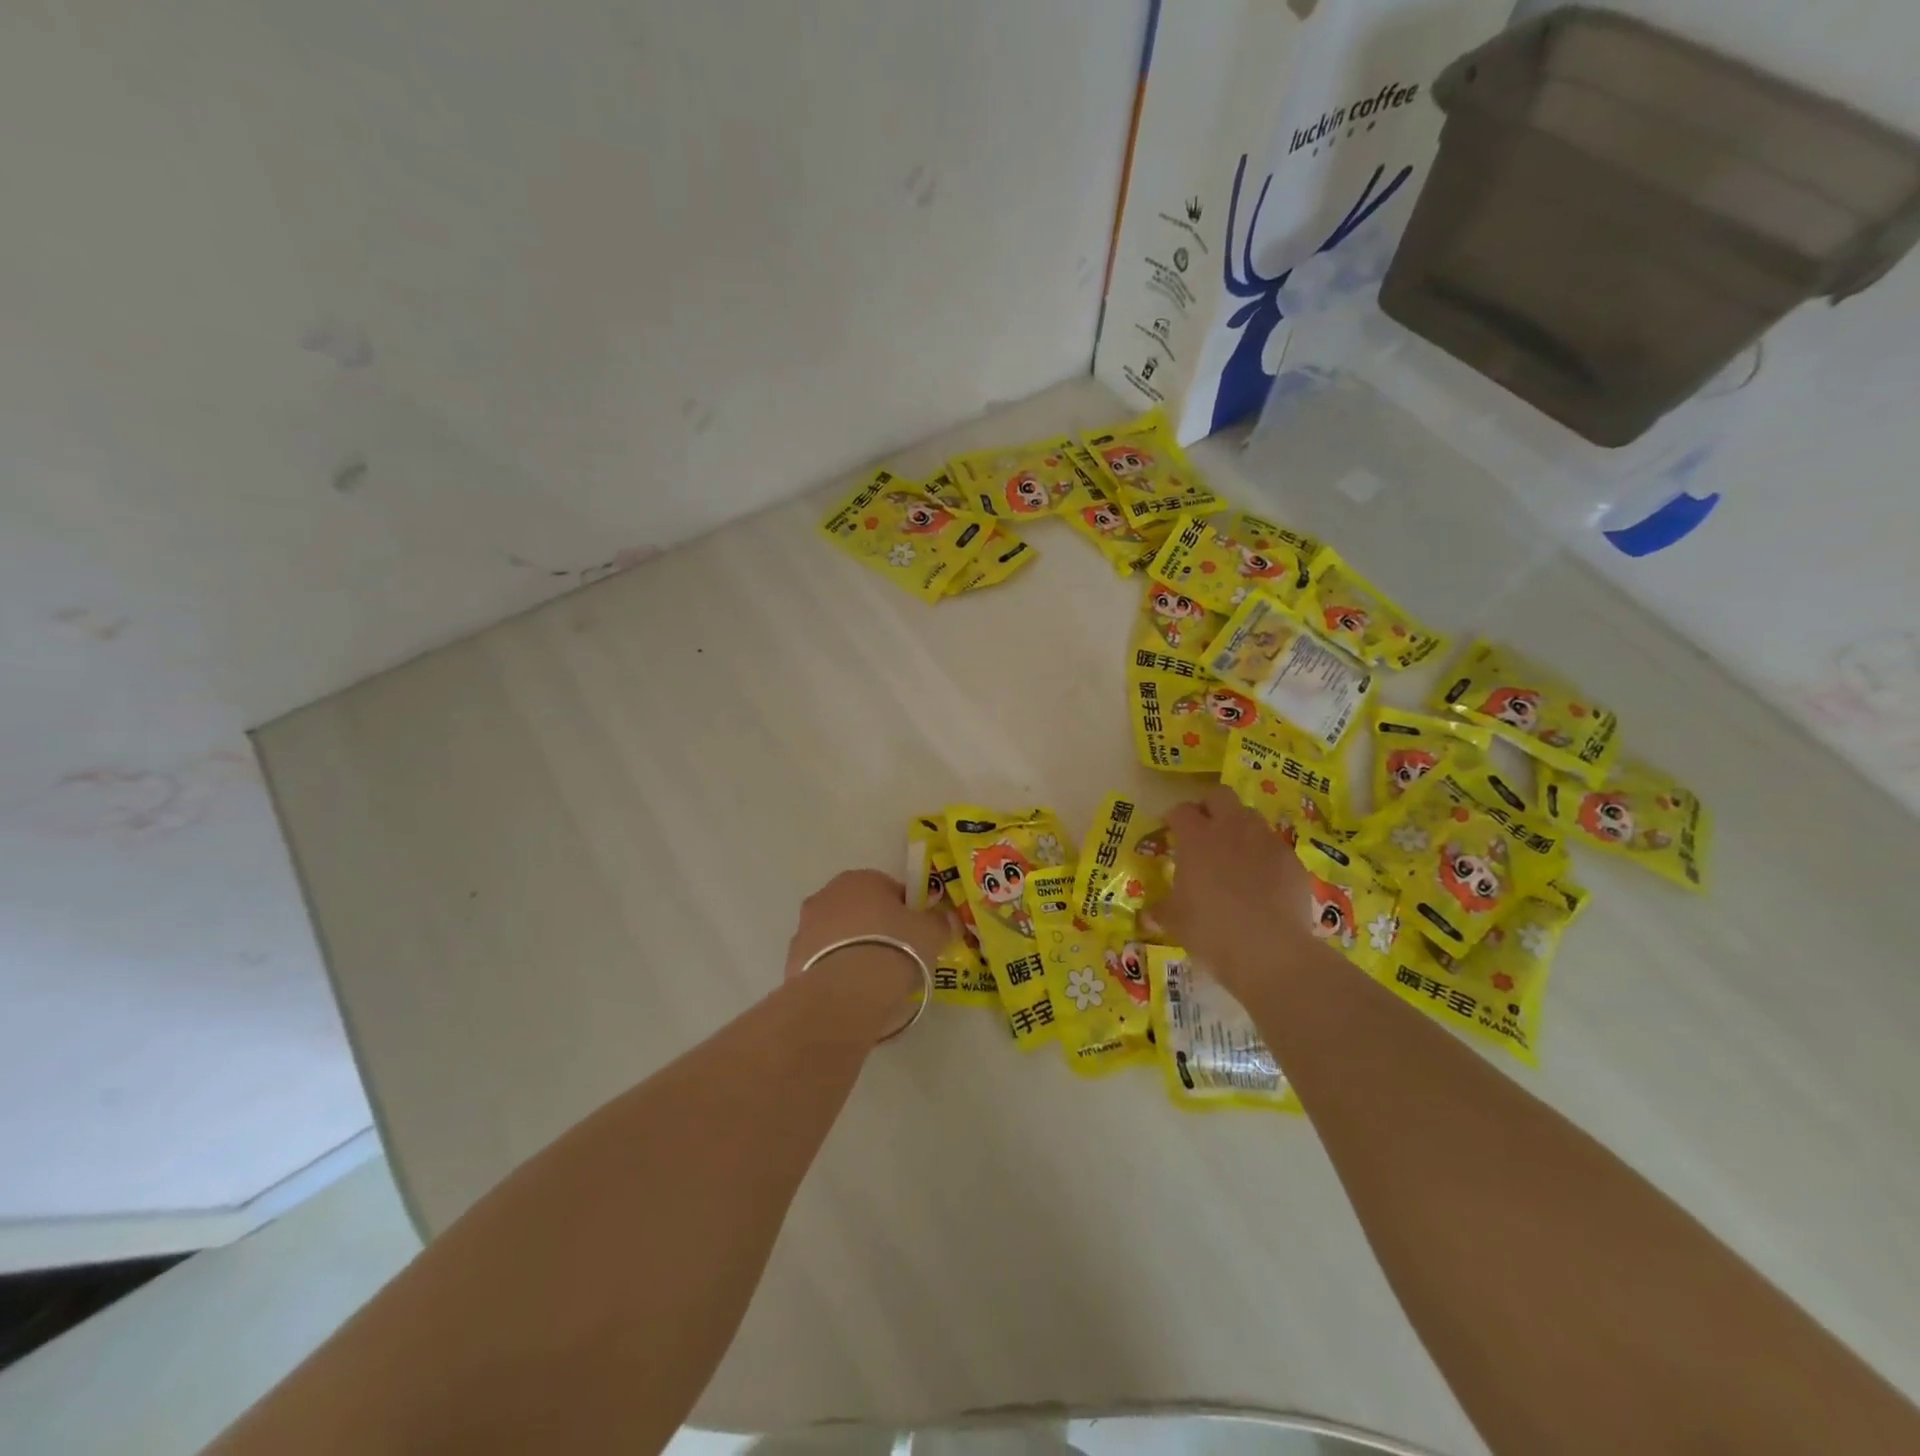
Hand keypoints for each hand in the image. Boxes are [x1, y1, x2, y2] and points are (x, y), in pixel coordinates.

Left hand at [784, 870, 951, 1027]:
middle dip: (876, 929)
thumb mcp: (931, 933)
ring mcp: (804, 928)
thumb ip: (940, 921)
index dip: (907, 912)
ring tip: (875, 981)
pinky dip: (837, 973)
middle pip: (860, 910)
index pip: (889, 889)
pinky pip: (823, 963)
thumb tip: (945, 917)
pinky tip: (853, 994)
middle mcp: (826, 895)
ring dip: (853, 950)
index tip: (918, 935)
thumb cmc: (893, 948)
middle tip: (898, 957)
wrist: (845, 994)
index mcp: (860, 879)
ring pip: (838, 937)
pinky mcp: (791, 962)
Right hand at [1154, 785, 1317, 995]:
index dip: (1174, 817)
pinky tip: (1262, 881)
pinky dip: (1265, 855)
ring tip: (1234, 854)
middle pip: (1220, 796)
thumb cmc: (1211, 929)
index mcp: (1196, 837)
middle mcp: (1231, 828)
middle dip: (1209, 806)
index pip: (1181, 810)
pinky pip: (1274, 847)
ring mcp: (1266, 841)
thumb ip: (1161, 911)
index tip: (1170, 830)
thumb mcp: (1176, 922)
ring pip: (1251, 817)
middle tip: (1203, 829)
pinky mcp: (1292, 860)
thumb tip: (1148, 915)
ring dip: (1239, 828)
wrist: (1269, 950)